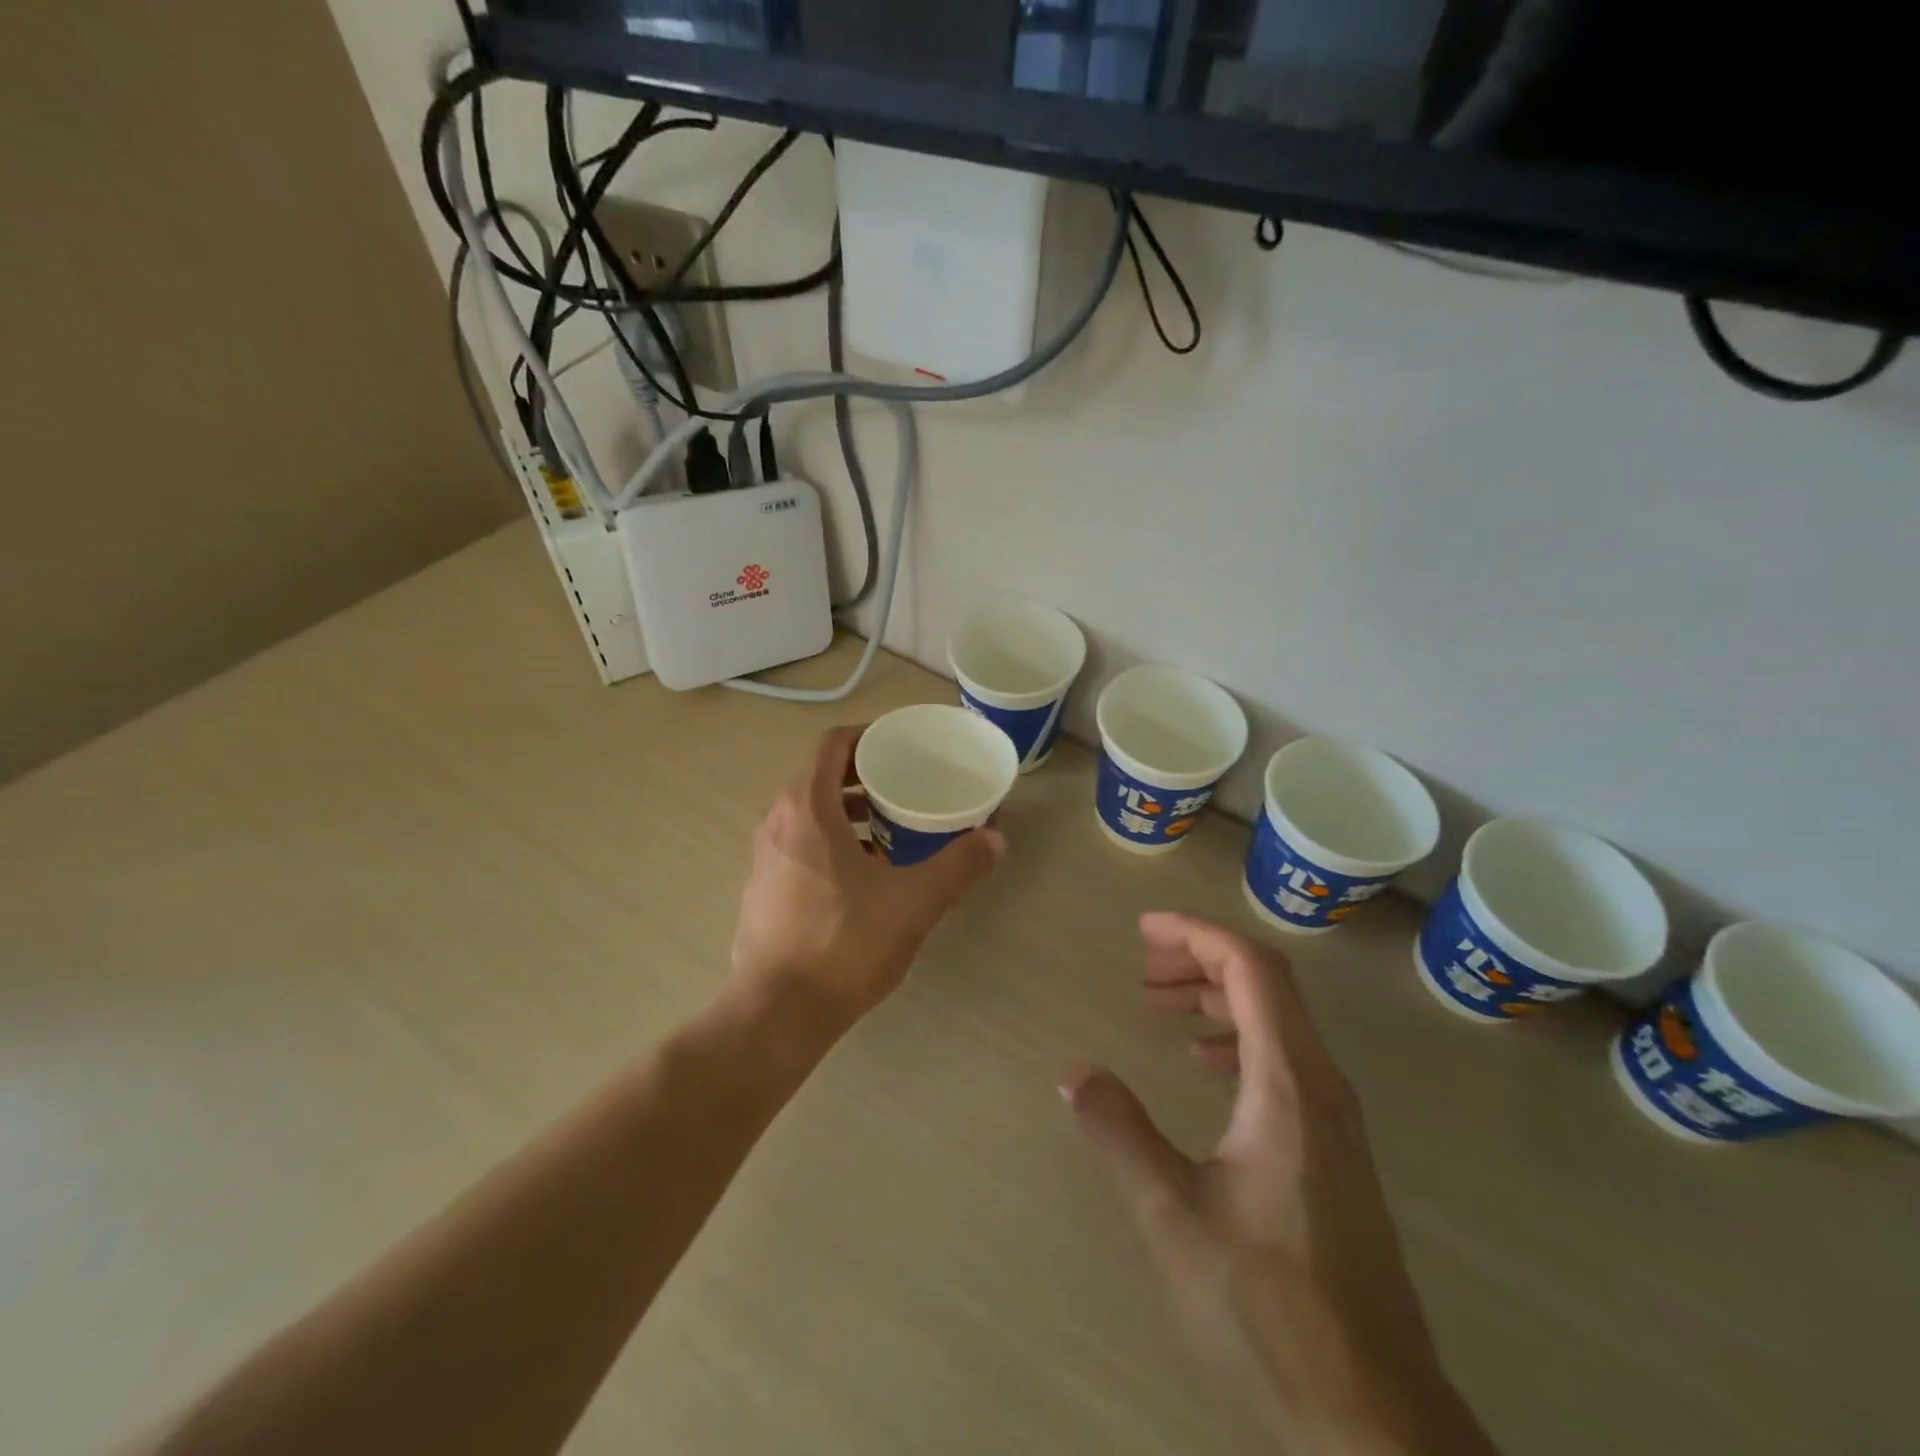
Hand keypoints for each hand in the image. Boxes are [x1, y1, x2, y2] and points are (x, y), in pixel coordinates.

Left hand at [730, 725, 1004, 1030]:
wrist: (777, 1014)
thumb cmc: (844, 944)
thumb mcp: (913, 902)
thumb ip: (958, 866)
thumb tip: (995, 839)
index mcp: (806, 808)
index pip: (831, 744)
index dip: (867, 735)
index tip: (901, 747)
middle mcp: (776, 823)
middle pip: (819, 776)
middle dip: (864, 776)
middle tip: (906, 787)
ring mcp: (764, 858)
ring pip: (808, 814)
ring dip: (847, 812)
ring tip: (891, 831)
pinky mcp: (762, 890)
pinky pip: (798, 845)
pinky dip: (830, 842)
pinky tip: (863, 877)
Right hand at [1062, 914, 1495, 1455]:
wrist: (1375, 1422)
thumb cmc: (1270, 1309)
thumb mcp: (1173, 1216)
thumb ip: (1120, 1133)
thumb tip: (1074, 1072)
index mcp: (1288, 1084)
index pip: (1251, 969)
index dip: (1198, 934)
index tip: (1144, 930)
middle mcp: (1321, 1087)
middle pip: (1269, 984)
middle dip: (1202, 959)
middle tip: (1143, 968)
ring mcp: (1335, 1121)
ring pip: (1279, 1022)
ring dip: (1218, 998)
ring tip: (1161, 1007)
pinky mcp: (1335, 1153)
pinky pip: (1285, 1061)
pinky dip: (1238, 1039)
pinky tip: (1205, 1067)